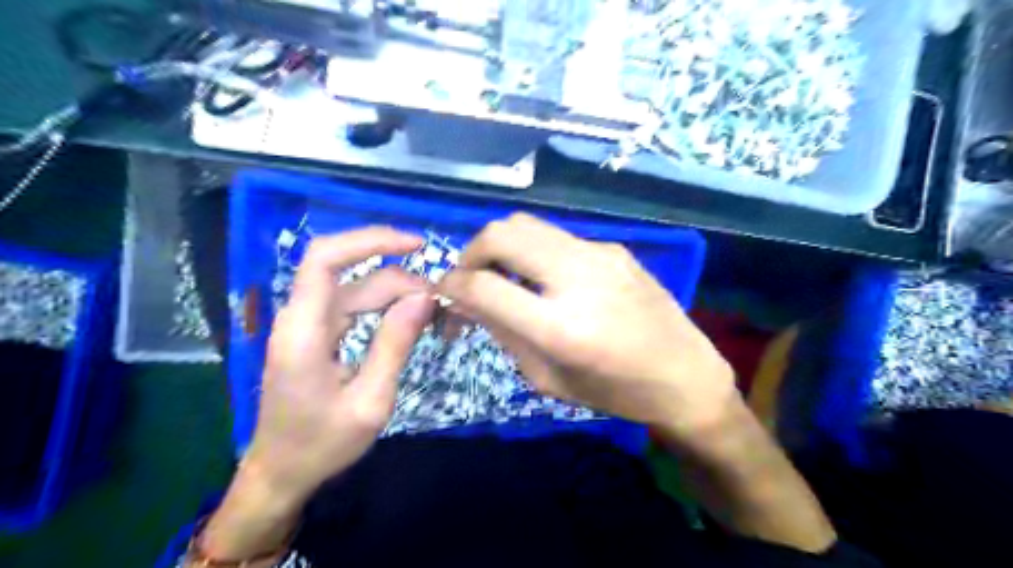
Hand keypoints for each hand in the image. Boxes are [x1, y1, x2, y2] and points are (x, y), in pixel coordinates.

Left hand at [249, 228, 433, 502]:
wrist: (281, 473)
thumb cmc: (322, 444)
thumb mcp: (370, 401)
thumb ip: (395, 345)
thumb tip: (424, 297)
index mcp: (303, 332)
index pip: (325, 259)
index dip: (370, 240)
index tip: (417, 245)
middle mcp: (301, 318)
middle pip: (353, 274)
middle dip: (401, 278)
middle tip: (441, 302)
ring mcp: (308, 324)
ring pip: (357, 288)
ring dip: (397, 292)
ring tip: (433, 312)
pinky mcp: (317, 333)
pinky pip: (354, 305)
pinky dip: (385, 306)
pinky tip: (410, 318)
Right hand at [438, 214, 736, 438]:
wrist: (685, 374)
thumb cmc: (614, 392)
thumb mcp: (548, 378)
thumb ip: (503, 332)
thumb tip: (464, 299)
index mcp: (561, 326)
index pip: (484, 286)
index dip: (451, 285)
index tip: (444, 292)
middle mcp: (578, 276)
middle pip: (502, 233)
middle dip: (472, 252)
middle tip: (471, 279)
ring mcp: (599, 254)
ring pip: (528, 225)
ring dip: (502, 246)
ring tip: (504, 276)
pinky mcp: (613, 247)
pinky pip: (557, 238)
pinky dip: (535, 252)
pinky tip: (546, 279)